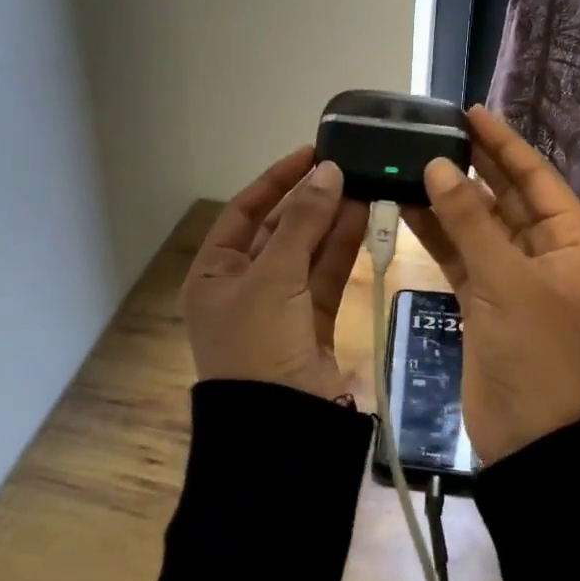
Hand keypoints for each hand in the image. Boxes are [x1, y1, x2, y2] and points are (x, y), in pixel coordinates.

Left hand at [183, 147, 368, 400]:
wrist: (282, 427)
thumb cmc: (258, 344)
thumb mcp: (273, 277)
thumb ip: (303, 222)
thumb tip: (328, 171)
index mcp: (214, 274)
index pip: (244, 212)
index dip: (276, 180)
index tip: (310, 153)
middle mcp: (243, 285)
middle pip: (279, 230)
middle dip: (310, 200)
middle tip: (345, 167)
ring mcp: (279, 305)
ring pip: (308, 251)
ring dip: (332, 220)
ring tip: (363, 183)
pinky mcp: (312, 322)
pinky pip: (326, 275)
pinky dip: (344, 248)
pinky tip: (365, 217)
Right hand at [403, 107, 579, 463]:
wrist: (531, 439)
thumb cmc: (536, 353)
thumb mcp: (506, 282)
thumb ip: (469, 222)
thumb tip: (439, 165)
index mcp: (571, 242)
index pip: (536, 177)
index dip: (504, 143)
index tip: (470, 112)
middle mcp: (545, 252)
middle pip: (505, 197)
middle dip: (472, 166)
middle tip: (433, 132)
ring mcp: (512, 277)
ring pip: (477, 225)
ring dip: (448, 198)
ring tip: (410, 163)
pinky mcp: (484, 299)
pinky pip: (460, 254)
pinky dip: (437, 232)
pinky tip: (407, 205)